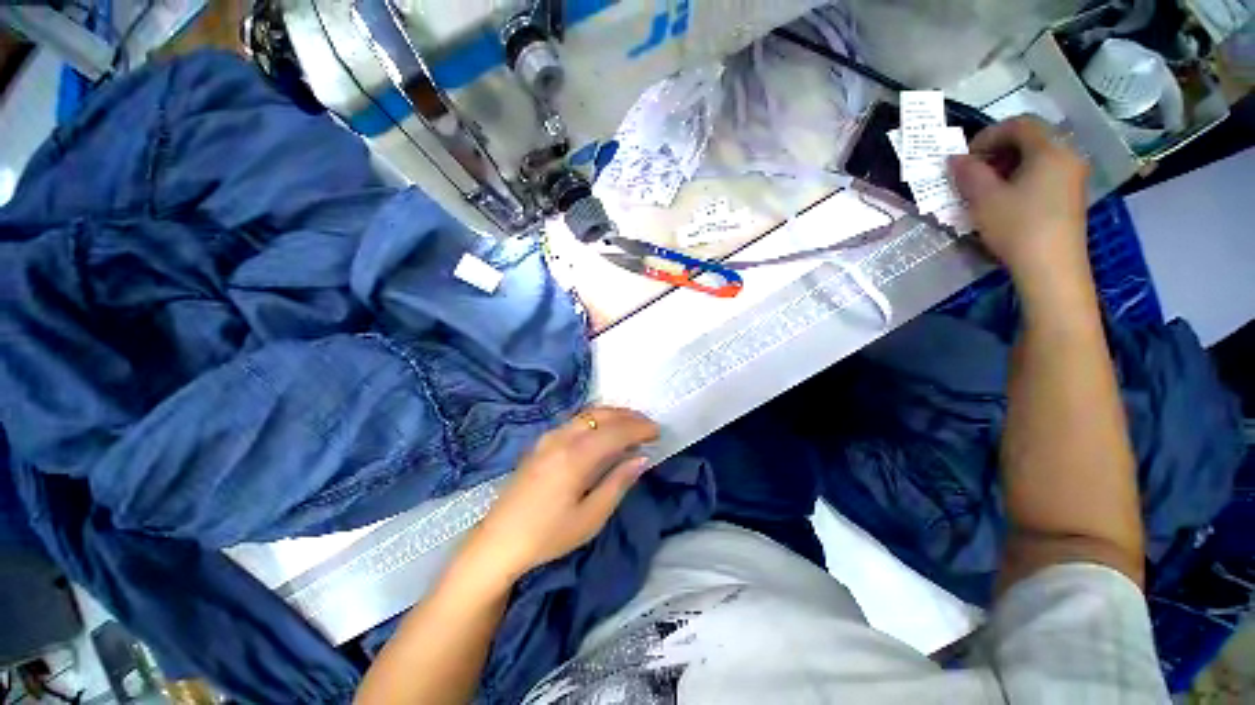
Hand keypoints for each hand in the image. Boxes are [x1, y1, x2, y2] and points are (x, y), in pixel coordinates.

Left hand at [463, 407, 659, 581]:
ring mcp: (548, 437)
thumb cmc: (548, 536)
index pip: (616, 431)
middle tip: (648, 426)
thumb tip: (641, 458)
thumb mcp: (590, 517)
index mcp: (575, 456)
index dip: (639, 428)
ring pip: (587, 415)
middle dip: (628, 416)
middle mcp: (561, 438)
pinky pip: (575, 421)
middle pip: (601, 415)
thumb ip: (618, 483)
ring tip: (630, 425)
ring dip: (612, 415)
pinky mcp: (541, 443)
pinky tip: (603, 432)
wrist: (498, 541)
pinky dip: (596, 420)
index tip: (658, 432)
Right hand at [948, 116, 1090, 294]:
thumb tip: (955, 159)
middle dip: (997, 151)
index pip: (1018, 124)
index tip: (965, 158)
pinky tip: (1006, 200)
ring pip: (1036, 157)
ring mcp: (1072, 176)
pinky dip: (1021, 178)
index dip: (987, 135)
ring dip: (1007, 166)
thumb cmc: (1018, 227)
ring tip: (985, 189)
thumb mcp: (984, 199)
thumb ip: (968, 173)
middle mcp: (1067, 155)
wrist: (1051, 268)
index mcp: (1050, 149)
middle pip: (1030, 138)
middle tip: (973, 173)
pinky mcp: (1071, 195)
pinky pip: (1044, 173)